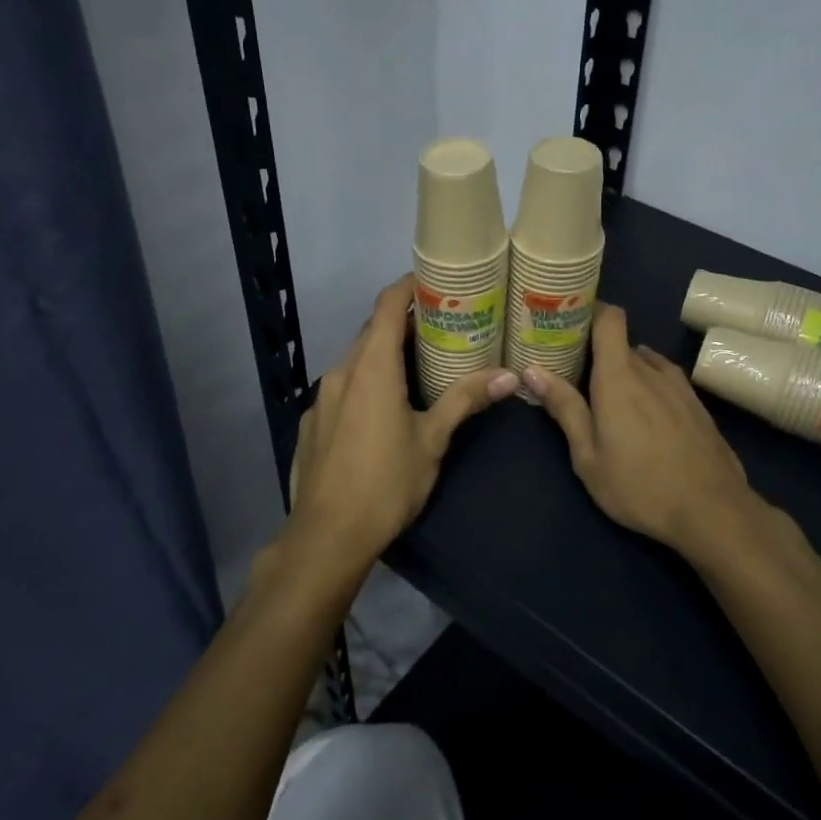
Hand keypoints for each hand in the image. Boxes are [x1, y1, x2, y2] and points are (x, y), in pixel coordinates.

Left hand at [286, 275, 518, 571]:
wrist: (326, 536)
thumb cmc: (386, 483)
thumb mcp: (432, 439)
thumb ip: (465, 400)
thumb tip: (509, 376)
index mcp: (371, 367)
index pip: (387, 305)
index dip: (408, 286)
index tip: (434, 283)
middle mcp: (341, 372)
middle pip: (371, 331)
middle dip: (403, 324)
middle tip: (441, 329)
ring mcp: (321, 398)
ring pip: (355, 360)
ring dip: (383, 355)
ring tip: (418, 366)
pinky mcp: (311, 422)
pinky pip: (342, 388)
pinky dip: (364, 382)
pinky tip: (382, 410)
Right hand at [525, 303, 758, 556]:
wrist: (713, 511)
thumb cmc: (639, 486)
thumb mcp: (588, 456)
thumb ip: (564, 409)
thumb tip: (532, 370)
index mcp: (619, 376)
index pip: (610, 318)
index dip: (591, 311)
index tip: (570, 323)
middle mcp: (651, 370)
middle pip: (622, 344)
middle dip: (599, 354)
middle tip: (577, 376)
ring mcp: (680, 386)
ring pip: (646, 363)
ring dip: (627, 372)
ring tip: (612, 400)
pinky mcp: (698, 405)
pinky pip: (666, 382)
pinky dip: (650, 387)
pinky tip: (646, 418)